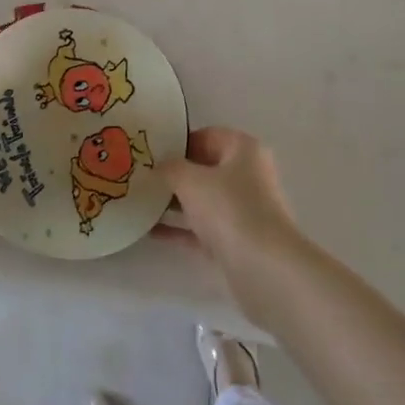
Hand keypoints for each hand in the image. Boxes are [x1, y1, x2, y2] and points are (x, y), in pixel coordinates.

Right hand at [158, 127, 305, 315]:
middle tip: (141, 176)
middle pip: (205, 169)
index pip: (207, 136)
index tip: (151, 151)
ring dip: (174, 202)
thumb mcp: (190, 180)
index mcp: (243, 150)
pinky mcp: (236, 241)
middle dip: (174, 173)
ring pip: (203, 200)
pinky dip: (179, 229)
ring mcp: (243, 211)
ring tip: (140, 201)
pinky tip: (149, 231)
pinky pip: (201, 229)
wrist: (264, 268)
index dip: (178, 142)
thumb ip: (170, 168)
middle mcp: (247, 176)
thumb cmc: (229, 209)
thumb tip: (158, 167)